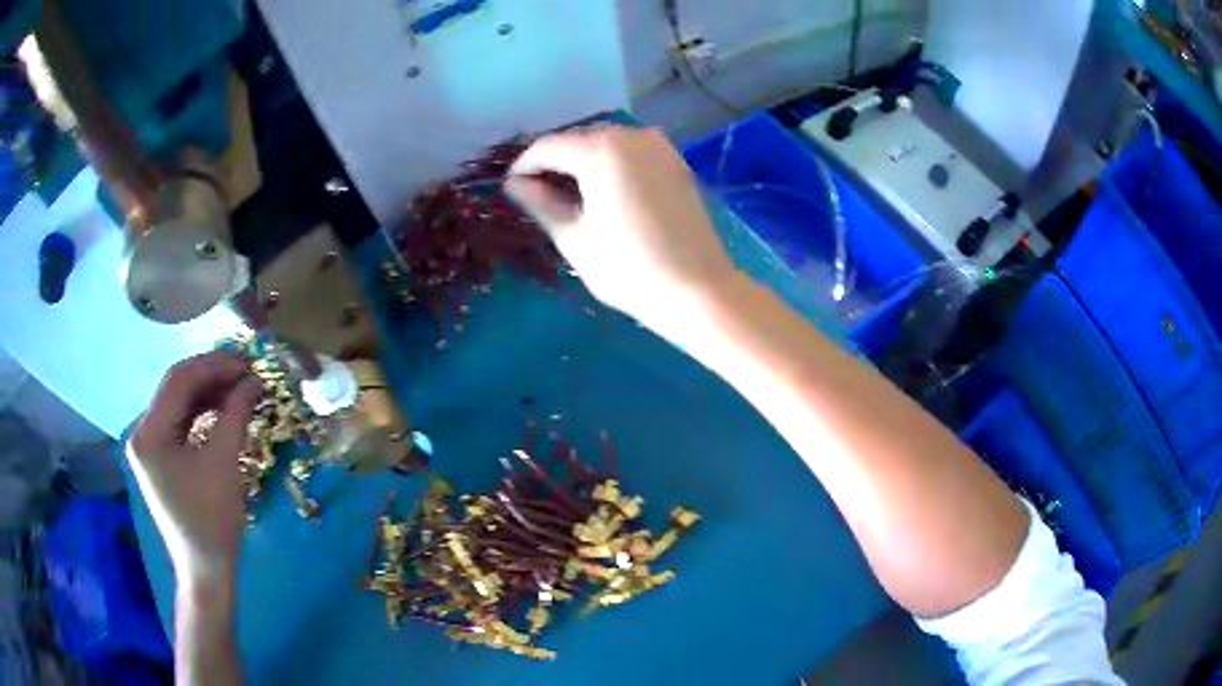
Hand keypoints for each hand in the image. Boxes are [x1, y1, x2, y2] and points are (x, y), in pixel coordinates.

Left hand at [128, 353, 260, 583]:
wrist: (206, 569)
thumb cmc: (213, 521)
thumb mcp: (225, 464)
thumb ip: (235, 414)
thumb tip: (253, 379)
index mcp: (149, 433)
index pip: (178, 380)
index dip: (214, 365)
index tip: (247, 362)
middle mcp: (142, 432)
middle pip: (176, 388)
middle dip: (212, 377)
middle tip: (247, 373)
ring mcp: (150, 445)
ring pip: (179, 403)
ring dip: (209, 393)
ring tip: (240, 388)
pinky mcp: (160, 456)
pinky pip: (180, 422)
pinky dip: (202, 412)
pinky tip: (224, 409)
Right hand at [506, 126, 742, 335]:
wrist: (698, 290)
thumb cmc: (629, 268)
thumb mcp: (574, 238)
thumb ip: (541, 204)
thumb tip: (515, 184)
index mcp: (602, 149)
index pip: (547, 147)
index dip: (524, 167)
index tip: (510, 189)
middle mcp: (632, 135)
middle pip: (578, 141)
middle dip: (554, 164)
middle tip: (536, 196)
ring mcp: (659, 146)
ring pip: (606, 146)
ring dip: (582, 165)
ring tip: (567, 198)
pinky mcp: (676, 162)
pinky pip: (631, 155)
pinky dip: (611, 167)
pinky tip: (603, 194)